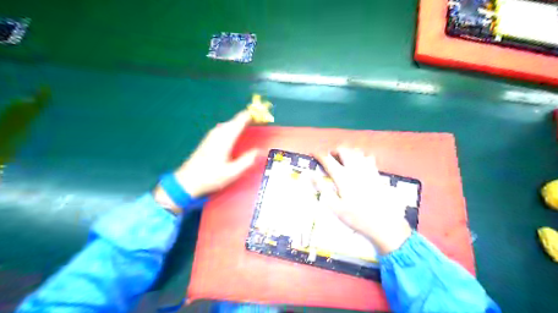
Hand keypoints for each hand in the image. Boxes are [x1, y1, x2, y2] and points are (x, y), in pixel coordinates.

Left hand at [154, 110, 259, 212]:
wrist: (187, 181)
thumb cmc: (210, 177)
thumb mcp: (232, 173)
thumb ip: (246, 161)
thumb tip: (258, 151)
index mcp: (225, 140)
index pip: (238, 123)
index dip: (248, 116)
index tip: (258, 113)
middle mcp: (217, 135)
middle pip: (232, 122)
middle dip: (244, 119)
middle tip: (255, 119)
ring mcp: (210, 137)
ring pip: (226, 124)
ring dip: (236, 123)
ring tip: (245, 124)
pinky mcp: (207, 140)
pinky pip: (221, 128)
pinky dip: (230, 127)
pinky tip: (231, 133)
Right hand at [313, 148, 412, 253]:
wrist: (384, 223)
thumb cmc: (357, 217)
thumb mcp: (335, 206)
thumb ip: (322, 188)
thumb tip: (310, 174)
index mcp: (343, 177)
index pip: (328, 160)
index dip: (319, 154)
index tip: (313, 153)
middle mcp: (355, 169)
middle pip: (343, 150)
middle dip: (334, 150)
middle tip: (330, 157)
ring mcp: (368, 170)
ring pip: (356, 151)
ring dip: (347, 152)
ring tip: (343, 159)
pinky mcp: (377, 173)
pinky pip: (369, 157)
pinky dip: (361, 156)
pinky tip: (359, 164)